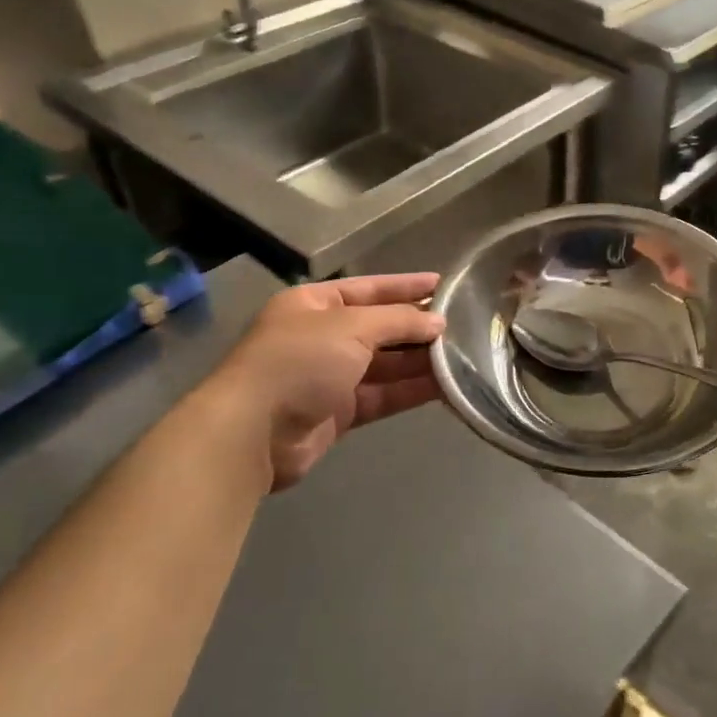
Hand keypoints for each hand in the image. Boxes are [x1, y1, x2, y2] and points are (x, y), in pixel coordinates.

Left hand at [206, 273, 444, 490]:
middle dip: (417, 328)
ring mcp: (329, 377)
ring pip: (385, 365)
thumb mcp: (351, 327)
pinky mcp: (339, 413)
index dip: (405, 286)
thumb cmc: (299, 361)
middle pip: (379, 328)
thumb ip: (398, 321)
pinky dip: (411, 391)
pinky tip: (445, 386)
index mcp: (313, 305)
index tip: (442, 284)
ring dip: (420, 362)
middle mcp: (322, 337)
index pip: (368, 288)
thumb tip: (438, 323)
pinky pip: (383, 395)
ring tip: (462, 357)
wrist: (253, 432)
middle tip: (462, 326)